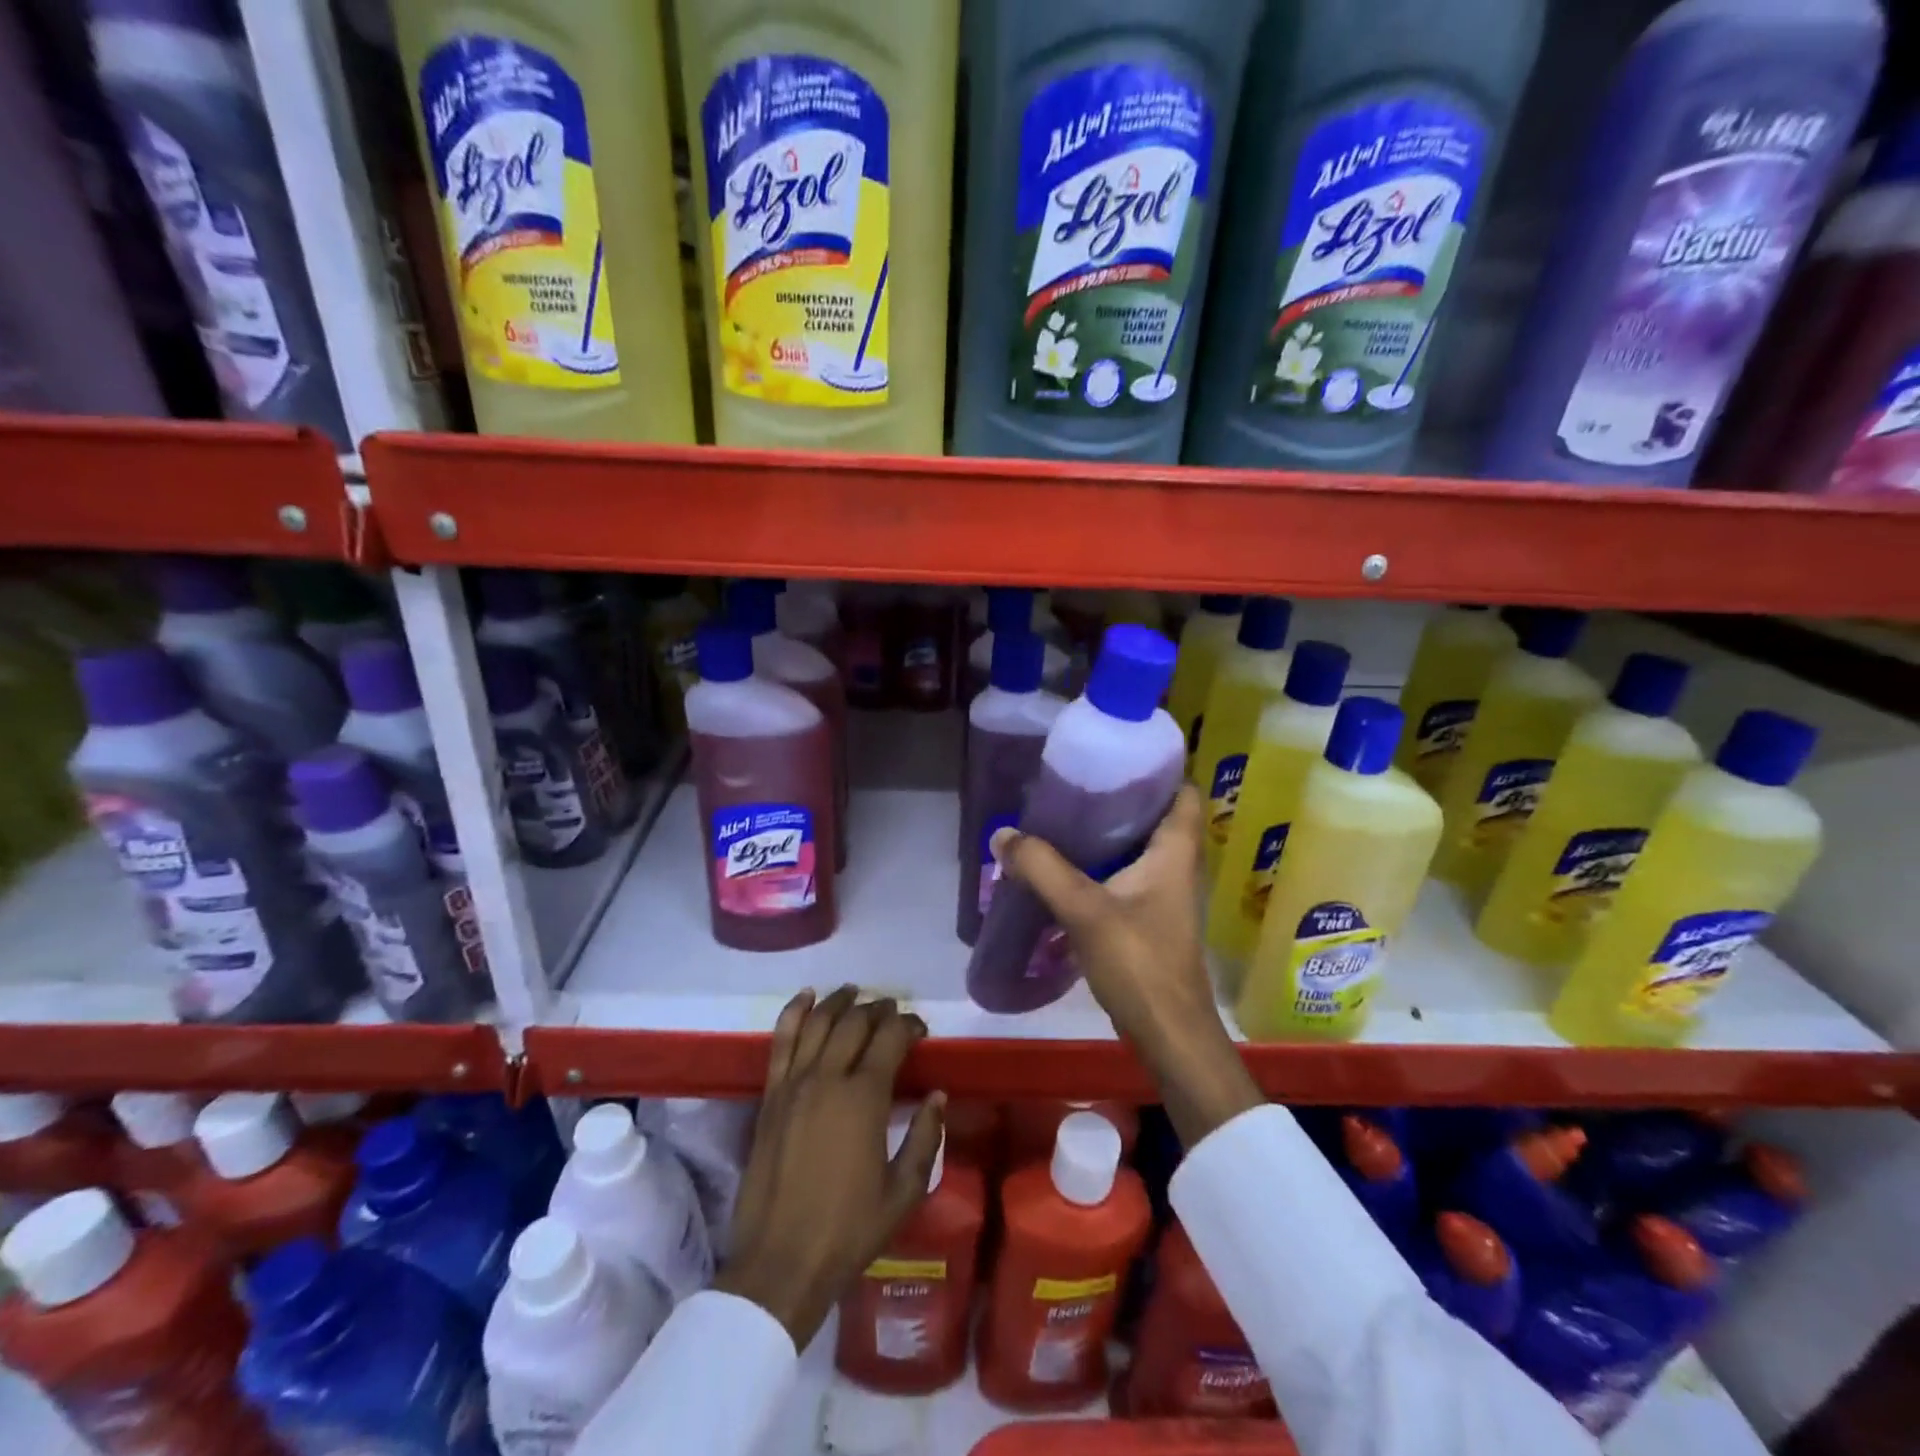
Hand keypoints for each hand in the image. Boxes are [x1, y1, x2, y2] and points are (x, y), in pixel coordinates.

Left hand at [716, 987, 944, 1347]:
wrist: (780, 1263)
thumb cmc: (849, 1230)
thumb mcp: (903, 1191)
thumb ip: (924, 1138)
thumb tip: (937, 1096)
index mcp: (864, 1098)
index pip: (890, 1038)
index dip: (908, 1025)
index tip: (920, 1030)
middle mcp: (828, 1078)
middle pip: (854, 1023)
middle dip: (878, 1010)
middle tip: (892, 1011)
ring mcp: (794, 1084)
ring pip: (818, 1023)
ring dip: (839, 1002)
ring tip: (854, 993)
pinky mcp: (770, 1096)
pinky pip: (781, 1041)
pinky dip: (794, 1013)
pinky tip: (806, 997)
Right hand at [991, 785, 1262, 1146]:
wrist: (1168, 1035)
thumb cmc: (1139, 963)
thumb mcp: (1084, 909)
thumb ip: (1042, 868)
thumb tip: (1002, 835)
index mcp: (1174, 852)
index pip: (1181, 793)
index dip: (1158, 769)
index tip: (1117, 755)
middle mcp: (1175, 868)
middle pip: (1154, 818)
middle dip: (1119, 799)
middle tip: (1076, 784)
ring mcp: (1163, 897)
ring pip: (1137, 850)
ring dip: (1107, 836)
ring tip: (1063, 819)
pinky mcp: (1148, 922)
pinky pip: (1125, 879)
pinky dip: (1100, 868)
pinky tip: (1066, 870)